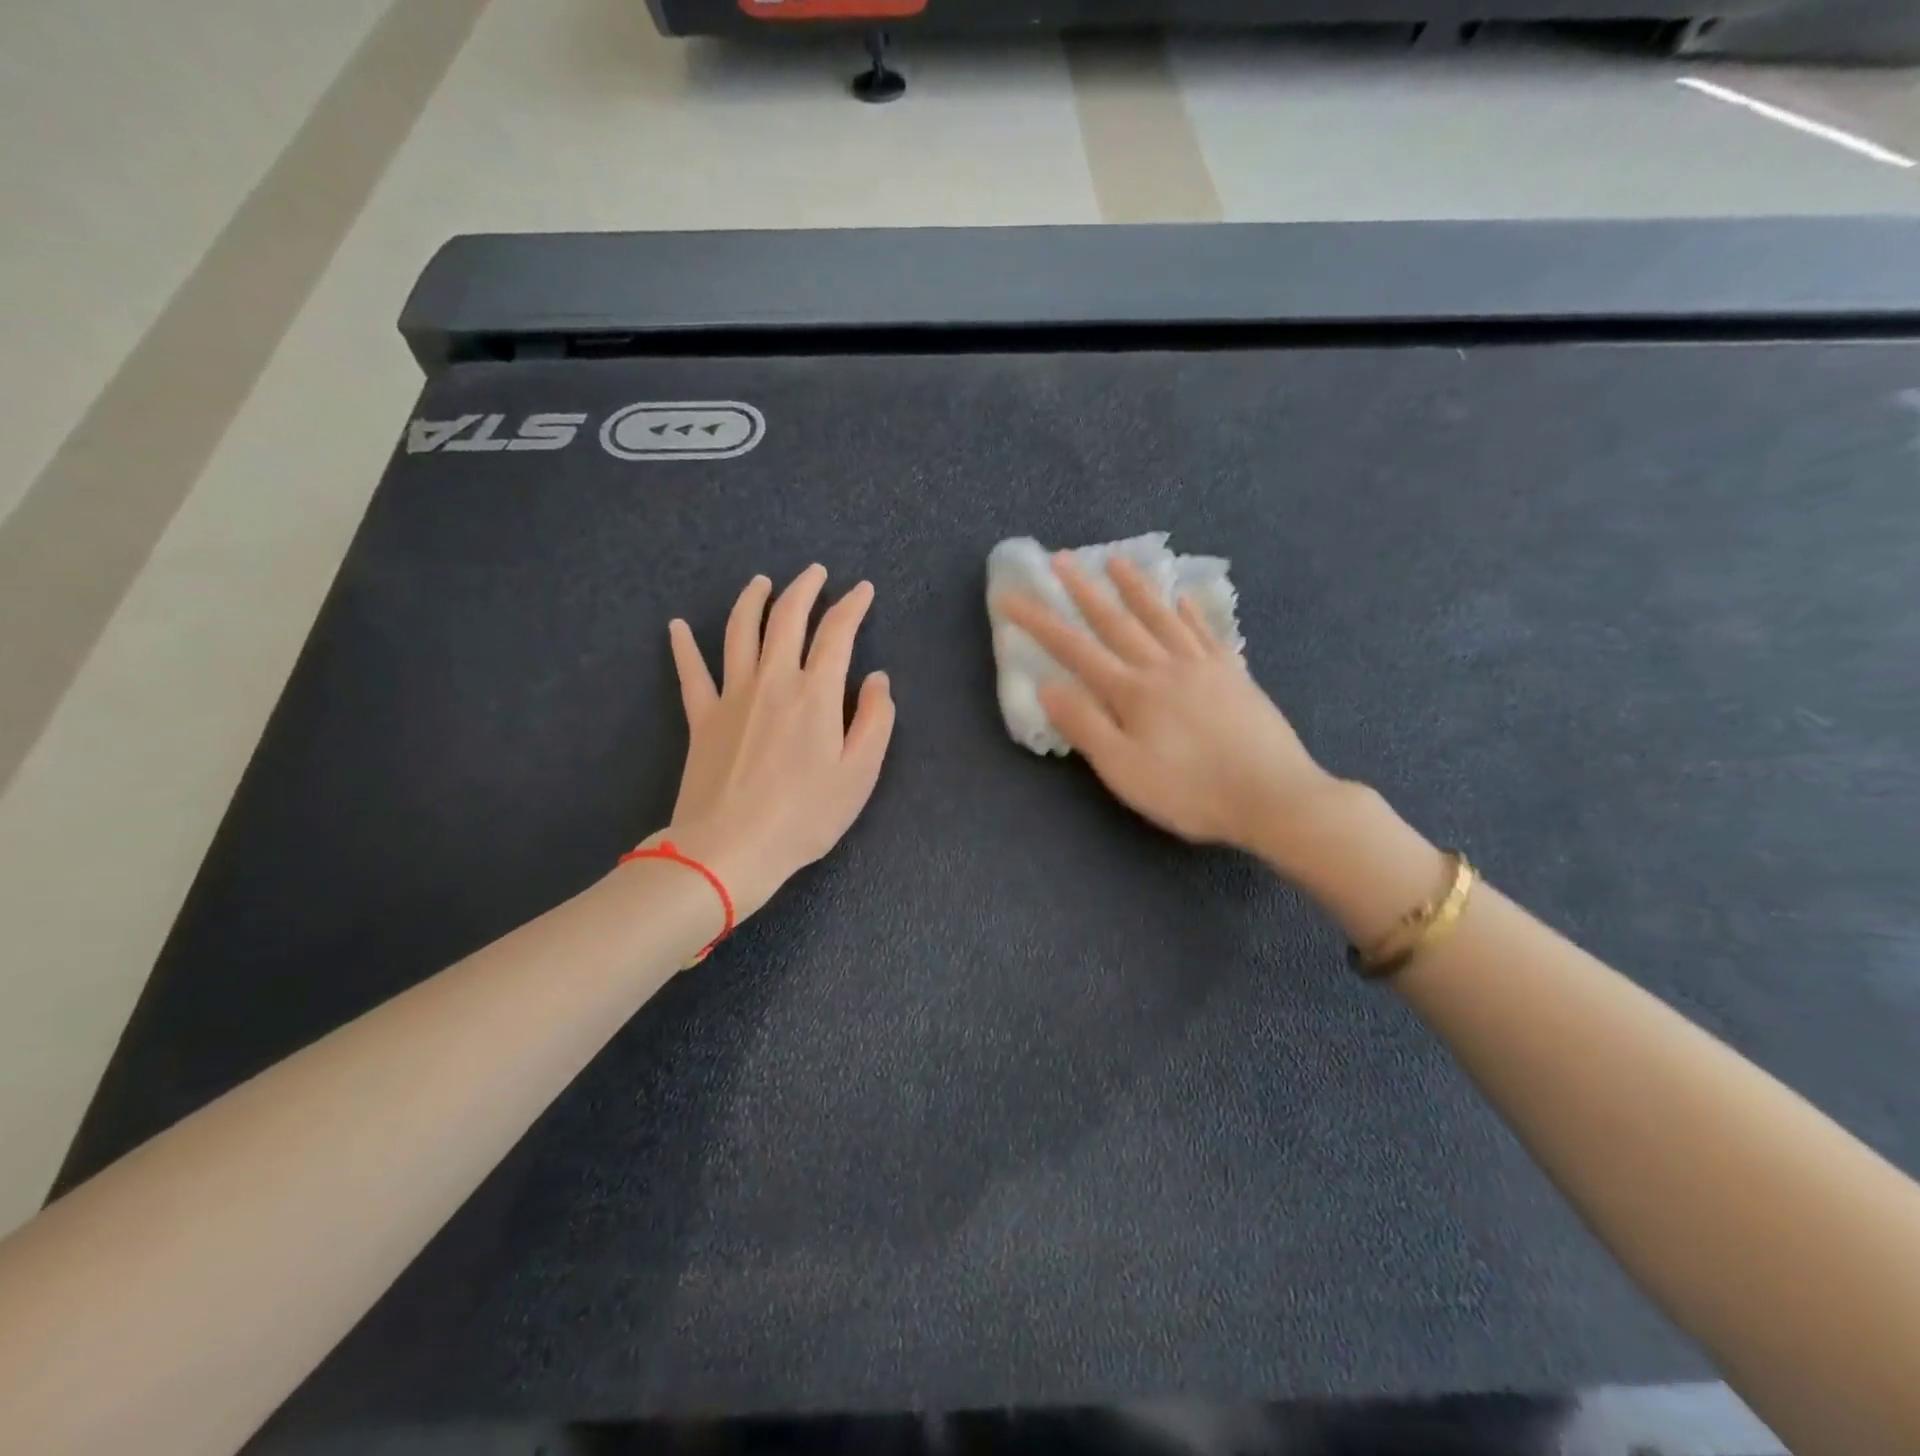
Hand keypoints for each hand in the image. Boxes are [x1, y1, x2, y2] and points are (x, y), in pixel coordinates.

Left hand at [660, 566, 894, 919]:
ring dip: (752, 601)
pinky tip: (678, 626)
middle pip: (786, 619)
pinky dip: (684, 646)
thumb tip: (878, 678)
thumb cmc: (805, 815)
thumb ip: (876, 719)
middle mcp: (773, 681)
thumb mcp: (860, 773)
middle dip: (804, 589)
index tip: (863, 589)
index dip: (852, 606)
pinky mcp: (702, 717)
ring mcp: (732, 696)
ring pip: (740, 632)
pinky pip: (691, 673)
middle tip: (815, 571)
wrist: (731, 847)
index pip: (836, 633)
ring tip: (760, 581)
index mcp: (816, 693)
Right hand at [998, 554, 1335, 856]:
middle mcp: (1164, 666)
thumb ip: (1085, 726)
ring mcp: (1203, 666)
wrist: (1274, 797)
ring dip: (1135, 587)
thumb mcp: (1124, 770)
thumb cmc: (1190, 791)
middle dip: (1084, 590)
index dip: (1040, 622)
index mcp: (1132, 691)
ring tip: (1116, 560)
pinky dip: (1188, 612)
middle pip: (1117, 621)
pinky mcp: (1233, 675)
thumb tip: (1048, 686)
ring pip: (1161, 616)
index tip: (1012, 597)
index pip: (1075, 649)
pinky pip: (1205, 632)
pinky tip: (1181, 598)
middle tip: (1061, 559)